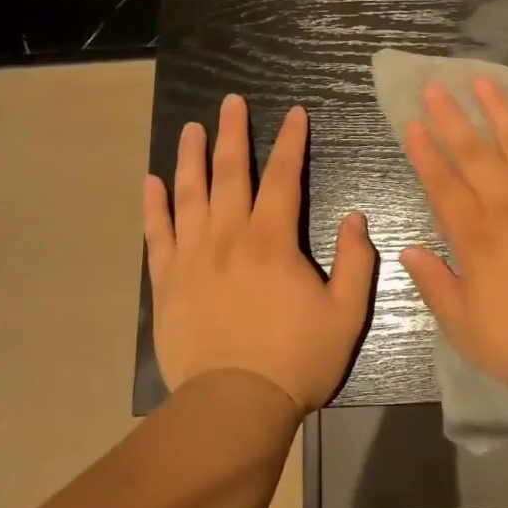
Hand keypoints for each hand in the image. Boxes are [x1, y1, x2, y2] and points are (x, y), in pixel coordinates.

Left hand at [144, 95, 374, 412]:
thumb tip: (356, 217)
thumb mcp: (346, 313)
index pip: (282, 177)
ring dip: (191, 157)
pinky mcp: (167, 282)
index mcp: (272, 240)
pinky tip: (152, 182)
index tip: (294, 113)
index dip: (290, 142)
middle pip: (230, 173)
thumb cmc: (296, 359)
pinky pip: (158, 234)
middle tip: (230, 101)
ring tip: (191, 128)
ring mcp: (192, 257)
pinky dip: (154, 205)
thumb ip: (356, 261)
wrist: (234, 405)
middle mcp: (229, 236)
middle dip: (233, 132)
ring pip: (190, 194)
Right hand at [399, 78, 507, 398]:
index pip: (443, 185)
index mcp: (476, 238)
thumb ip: (435, 285)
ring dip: (497, 111)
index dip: (426, 152)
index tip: (413, 123)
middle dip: (452, 118)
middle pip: (475, 154)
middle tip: (435, 86)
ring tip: (482, 81)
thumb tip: (408, 249)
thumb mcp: (466, 330)